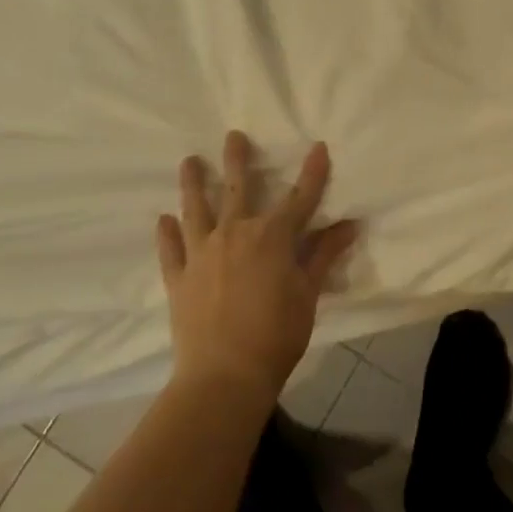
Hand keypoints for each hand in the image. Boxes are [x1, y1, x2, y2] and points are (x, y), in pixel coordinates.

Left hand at [156, 131, 359, 401]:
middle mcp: (234, 233)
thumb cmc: (277, 335)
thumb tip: (349, 224)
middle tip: (233, 135)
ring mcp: (202, 254)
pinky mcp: (179, 277)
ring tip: (188, 161)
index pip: (299, 198)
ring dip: (192, 184)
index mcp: (271, 236)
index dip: (312, 172)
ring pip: (196, 209)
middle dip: (237, 159)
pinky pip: (170, 249)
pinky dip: (166, 233)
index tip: (318, 147)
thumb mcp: (308, 294)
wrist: (224, 376)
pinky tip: (163, 220)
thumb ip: (324, 255)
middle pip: (237, 189)